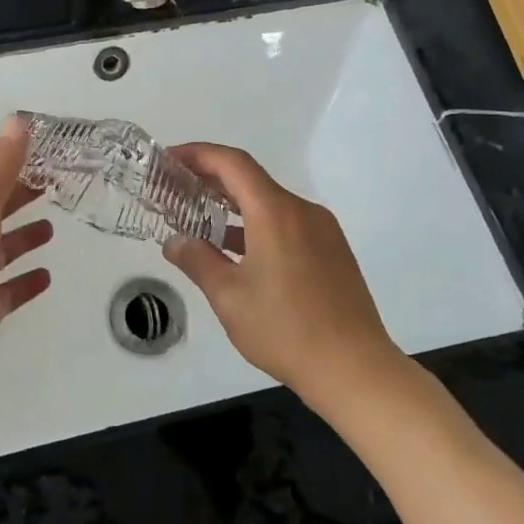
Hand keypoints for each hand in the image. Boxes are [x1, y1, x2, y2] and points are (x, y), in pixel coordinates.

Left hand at [0, 115, 52, 396]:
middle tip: (55, 182)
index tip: (39, 143)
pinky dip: (27, 282)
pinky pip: (10, 291)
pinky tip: (47, 276)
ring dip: (24, 237)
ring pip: (3, 249)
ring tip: (52, 227)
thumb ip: (0, 166)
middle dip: (20, 194)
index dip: (6, 155)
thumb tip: (17, 121)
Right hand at [162, 143, 401, 405]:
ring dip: (234, 205)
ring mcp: (322, 230)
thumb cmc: (285, 329)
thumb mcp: (229, 297)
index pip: (233, 163)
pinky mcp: (333, 251)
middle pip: (251, 180)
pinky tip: (238, 249)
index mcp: (275, 212)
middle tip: (176, 188)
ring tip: (200, 219)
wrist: (354, 369)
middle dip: (211, 179)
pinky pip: (288, 223)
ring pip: (270, 203)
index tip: (169, 159)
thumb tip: (175, 242)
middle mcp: (302, 211)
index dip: (198, 154)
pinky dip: (257, 225)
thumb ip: (198, 261)